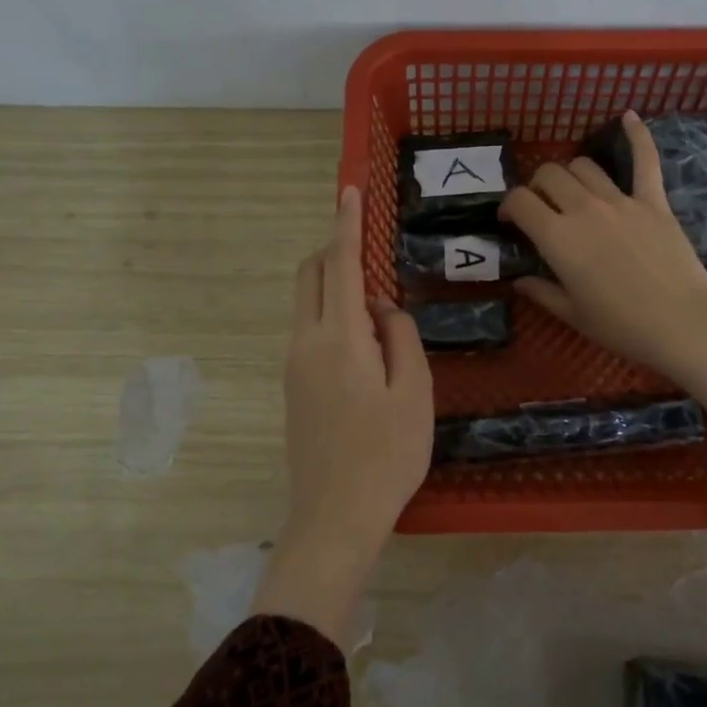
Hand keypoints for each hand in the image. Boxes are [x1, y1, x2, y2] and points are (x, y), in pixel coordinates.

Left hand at [255, 187, 431, 644]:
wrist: (334, 517)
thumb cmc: (387, 455)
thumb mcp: (414, 392)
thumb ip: (400, 336)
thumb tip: (380, 307)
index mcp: (339, 338)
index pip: (338, 264)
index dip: (345, 224)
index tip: (348, 190)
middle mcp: (305, 342)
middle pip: (309, 275)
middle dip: (333, 249)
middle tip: (370, 252)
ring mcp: (293, 364)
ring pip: (306, 302)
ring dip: (334, 286)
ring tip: (380, 314)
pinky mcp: (292, 385)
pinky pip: (309, 330)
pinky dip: (332, 316)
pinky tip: (366, 347)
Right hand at [499, 112, 706, 436]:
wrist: (682, 323)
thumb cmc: (621, 326)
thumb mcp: (572, 315)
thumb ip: (542, 292)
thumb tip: (519, 281)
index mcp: (558, 238)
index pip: (520, 200)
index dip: (509, 206)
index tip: (512, 220)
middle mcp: (584, 209)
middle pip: (550, 174)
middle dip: (538, 186)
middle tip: (543, 207)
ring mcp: (621, 200)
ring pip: (584, 165)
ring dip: (571, 173)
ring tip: (573, 190)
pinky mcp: (653, 200)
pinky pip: (644, 160)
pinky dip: (637, 135)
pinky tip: (628, 116)